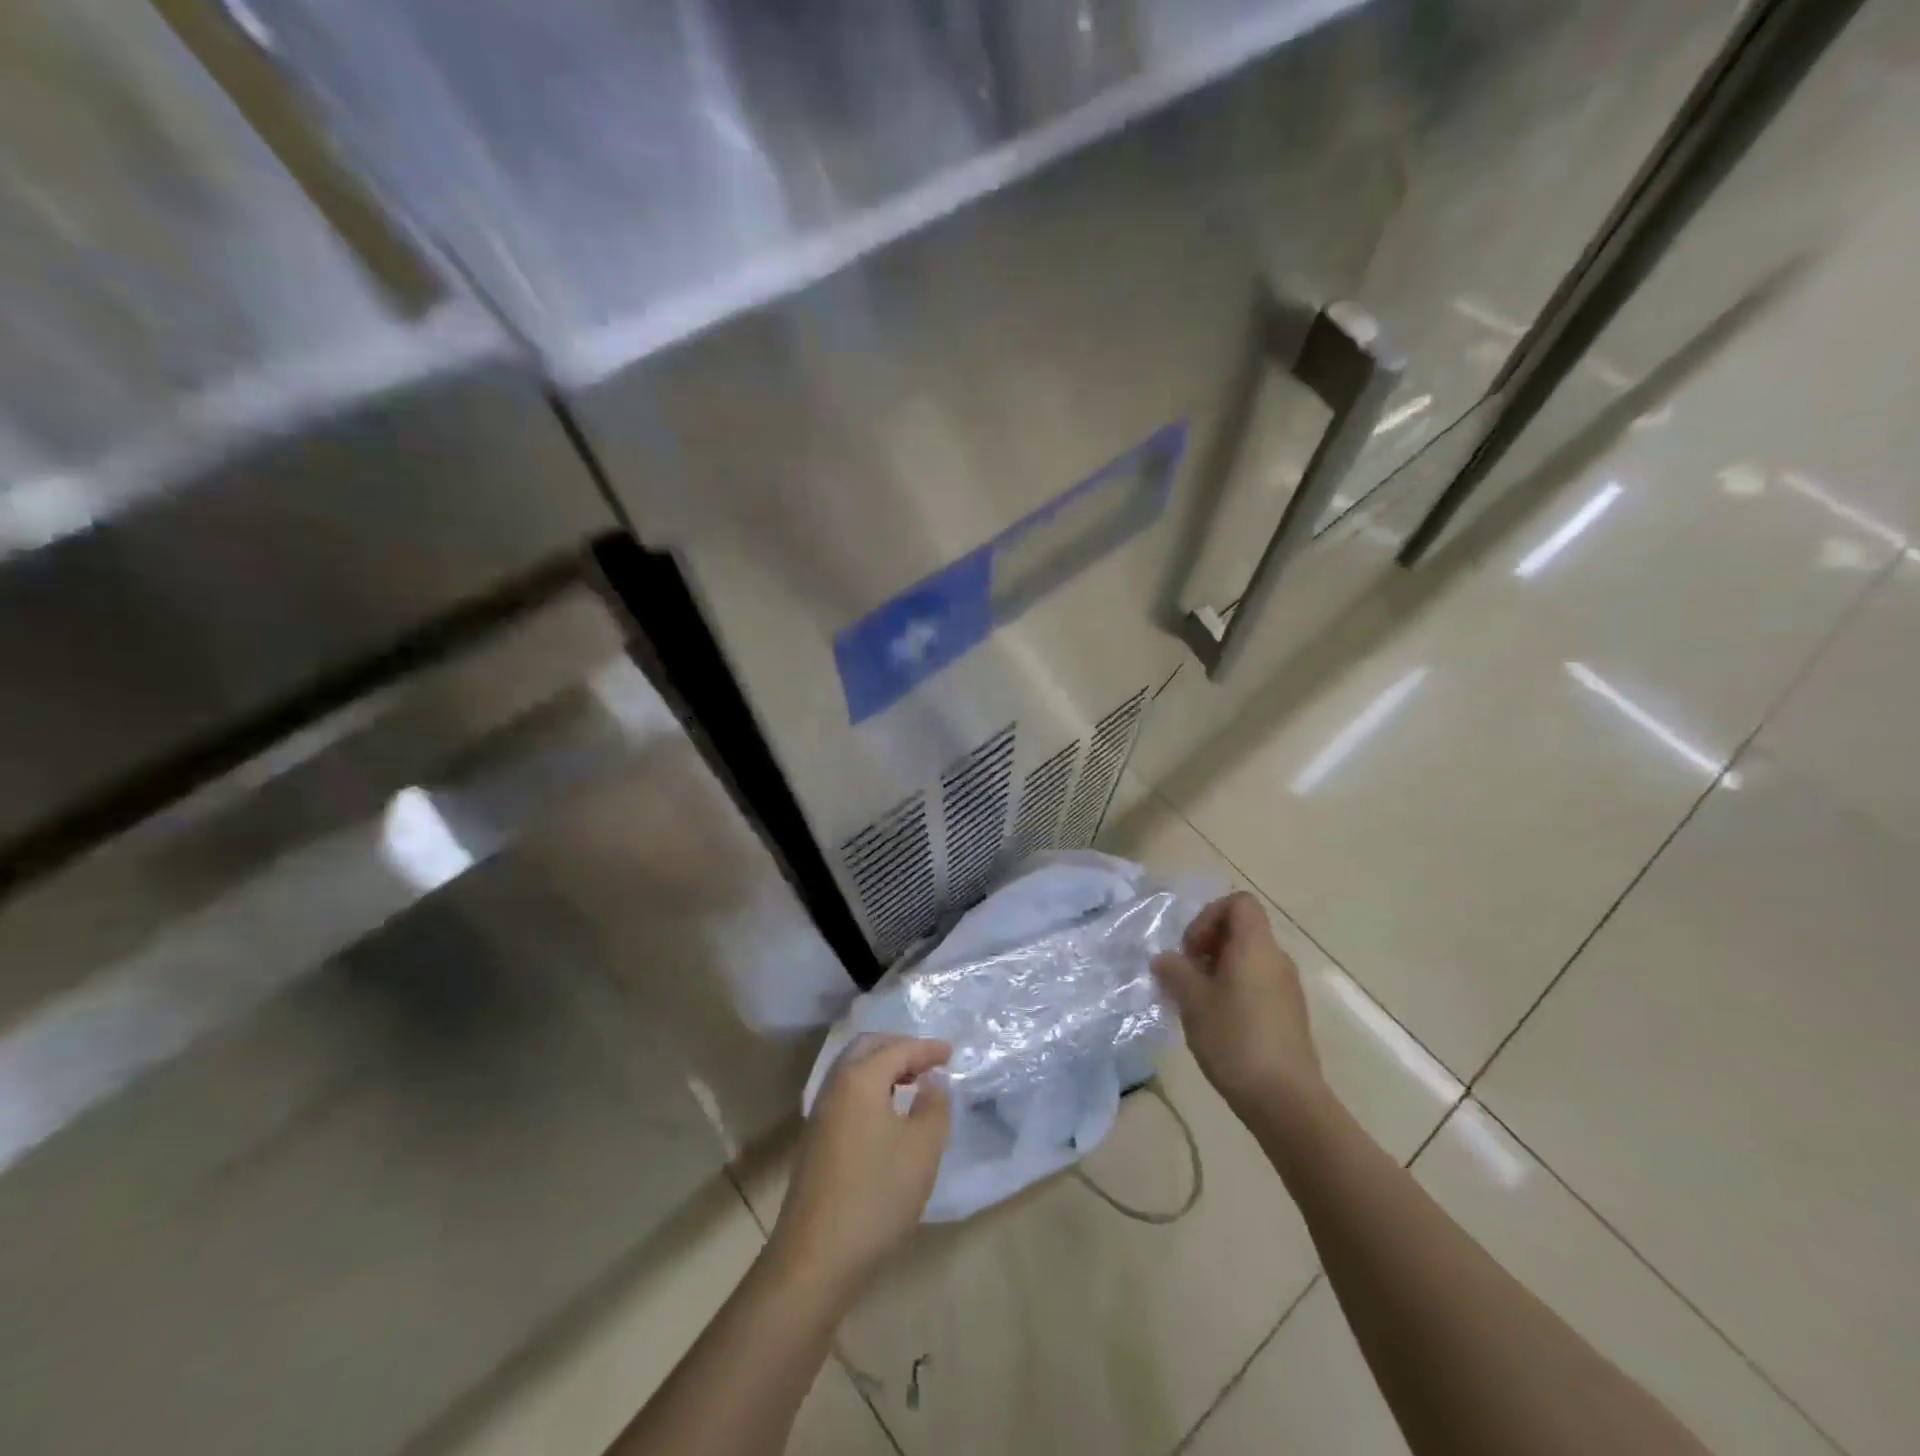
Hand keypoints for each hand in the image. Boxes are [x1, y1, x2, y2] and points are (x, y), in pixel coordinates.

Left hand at [769, 1035, 950, 1292]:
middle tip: (928, 1061)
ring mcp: (821, 1113)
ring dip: (883, 1068)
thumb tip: (932, 1083)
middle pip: (867, 1048)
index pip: (897, 1048)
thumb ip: (934, 1106)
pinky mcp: (816, 1139)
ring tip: (913, 1083)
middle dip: (899, 1047)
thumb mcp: (922, 1149)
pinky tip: (888, 1112)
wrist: (816, 1257)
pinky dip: (871, 1088)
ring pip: (853, 1071)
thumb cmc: (876, 1194)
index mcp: (859, 1079)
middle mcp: (835, 1086)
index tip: (950, 1052)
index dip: (926, 1048)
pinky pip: (847, 1094)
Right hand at [1152, 892, 1323, 1116]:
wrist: (1285, 1100)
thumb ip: (1174, 971)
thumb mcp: (1192, 1001)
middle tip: (1186, 975)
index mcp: (1256, 946)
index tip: (1191, 948)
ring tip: (1196, 1001)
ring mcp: (1287, 988)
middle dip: (1208, 945)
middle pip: (1242, 930)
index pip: (1239, 903)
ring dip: (1218, 970)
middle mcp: (1277, 959)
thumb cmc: (1235, 1039)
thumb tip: (1164, 959)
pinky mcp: (1289, 1015)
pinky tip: (1217, 1022)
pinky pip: (1258, 984)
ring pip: (1248, 960)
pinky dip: (1234, 990)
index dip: (1209, 916)